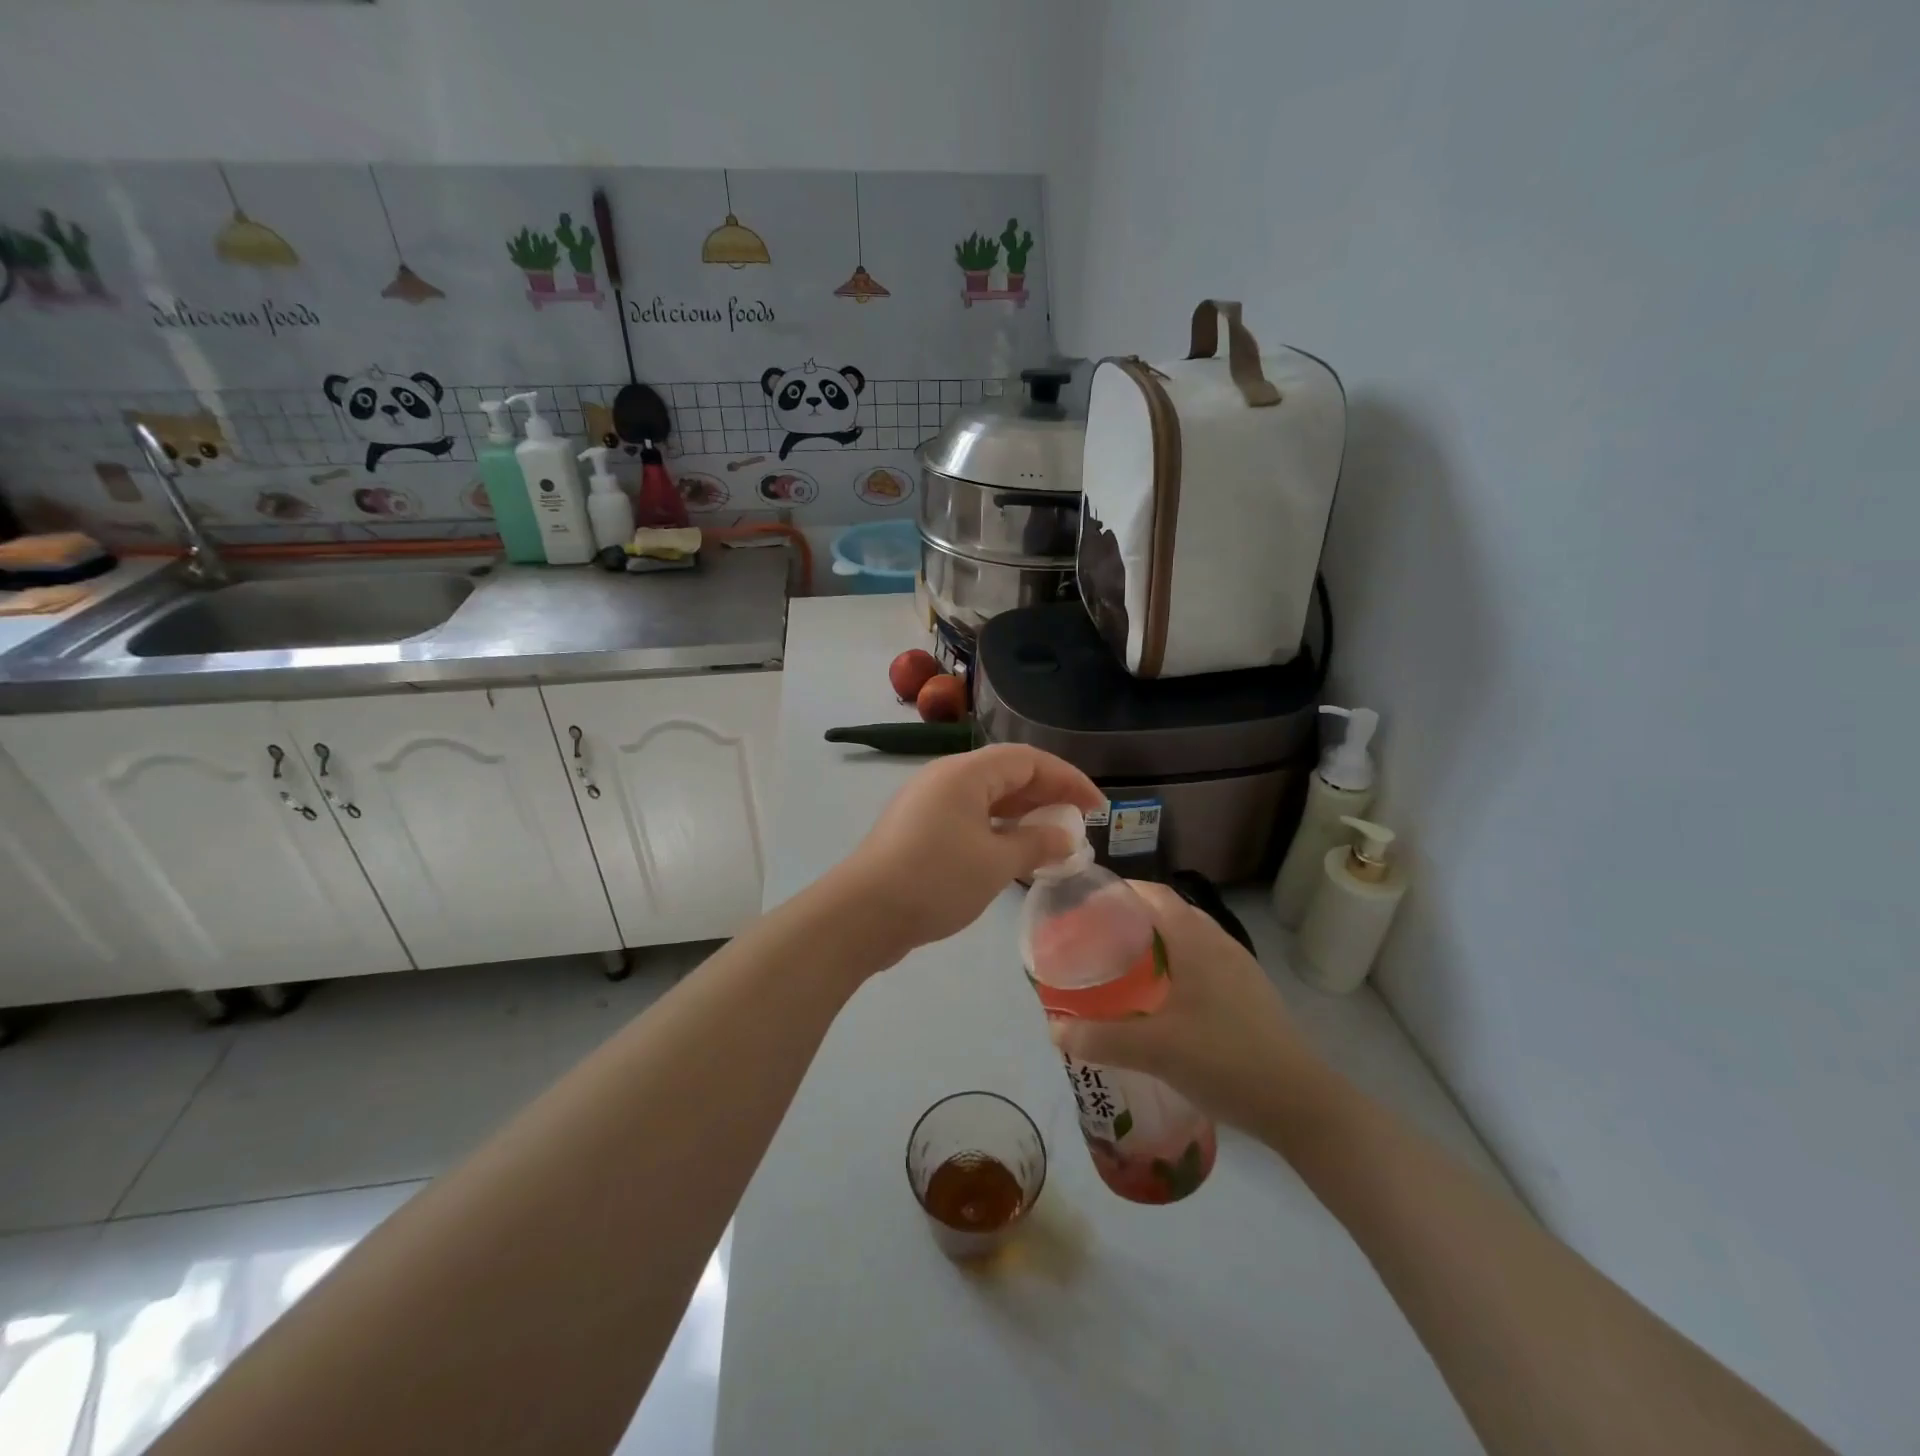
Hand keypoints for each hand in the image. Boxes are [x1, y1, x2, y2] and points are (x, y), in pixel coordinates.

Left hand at [838, 744, 1103, 959]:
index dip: (1068, 779)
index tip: (1098, 809)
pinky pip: (970, 819)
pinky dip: (998, 831)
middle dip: (1048, 796)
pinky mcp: (919, 830)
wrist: (862, 914)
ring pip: (988, 799)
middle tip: (1080, 825)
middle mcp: (946, 778)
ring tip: (1054, 841)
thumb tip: (1066, 837)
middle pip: (1008, 774)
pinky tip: (1015, 855)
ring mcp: (929, 804)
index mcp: (965, 773)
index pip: (1029, 760)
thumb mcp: (996, 863)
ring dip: (1024, 816)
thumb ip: (1037, 844)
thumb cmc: (935, 880)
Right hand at [1049, 881, 1327, 1137]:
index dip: (1119, 890)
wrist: (1301, 1104)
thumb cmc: (1226, 1060)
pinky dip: (1176, 966)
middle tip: (1095, 938)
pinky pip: (1203, 963)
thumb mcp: (1155, 1050)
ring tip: (1122, 967)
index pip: (1153, 893)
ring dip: (1156, 943)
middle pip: (1169, 913)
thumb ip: (1100, 1038)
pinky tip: (1162, 1001)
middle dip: (1132, 918)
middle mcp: (1219, 943)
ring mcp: (1239, 969)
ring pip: (1188, 939)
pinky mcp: (1249, 994)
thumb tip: (1054, 1028)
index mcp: (1197, 940)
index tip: (1085, 904)